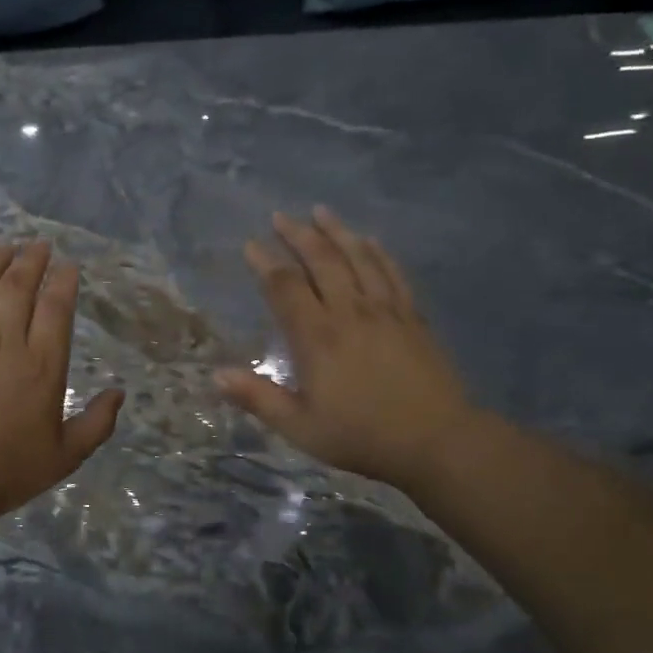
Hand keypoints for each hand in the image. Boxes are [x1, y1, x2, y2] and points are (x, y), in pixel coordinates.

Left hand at [0, 241, 122, 524]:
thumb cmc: (6, 472)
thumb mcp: (65, 457)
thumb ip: (96, 423)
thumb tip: (119, 393)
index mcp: (41, 367)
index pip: (55, 309)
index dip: (63, 281)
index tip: (67, 265)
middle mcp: (2, 344)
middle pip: (17, 288)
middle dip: (31, 261)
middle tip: (38, 245)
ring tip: (4, 247)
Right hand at [215, 208, 475, 491]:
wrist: (435, 440)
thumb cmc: (360, 436)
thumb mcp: (300, 427)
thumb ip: (258, 398)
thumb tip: (216, 375)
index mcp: (317, 337)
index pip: (285, 287)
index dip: (265, 262)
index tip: (251, 245)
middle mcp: (350, 311)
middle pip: (322, 260)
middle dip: (298, 235)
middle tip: (280, 217)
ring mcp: (386, 309)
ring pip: (358, 257)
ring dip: (337, 231)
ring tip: (320, 211)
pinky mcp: (413, 316)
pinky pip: (392, 272)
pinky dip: (378, 251)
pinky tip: (369, 239)